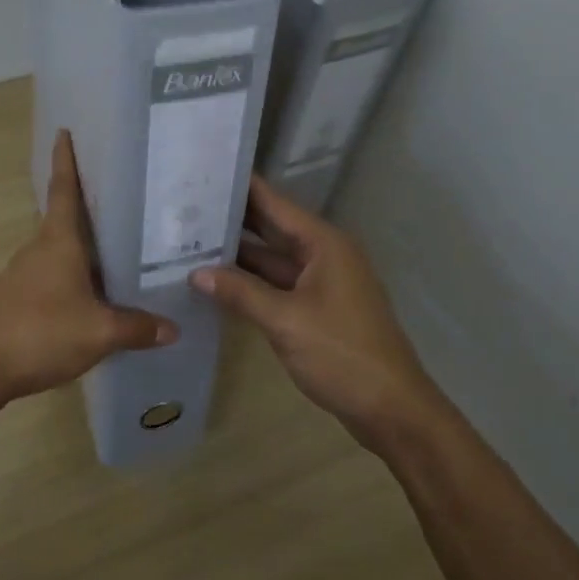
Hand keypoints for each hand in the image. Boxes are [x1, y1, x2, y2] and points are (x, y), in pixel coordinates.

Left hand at [0, 130, 177, 404]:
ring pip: (59, 252)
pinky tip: (91, 297)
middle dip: (89, 207)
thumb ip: (137, 328)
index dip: (66, 160)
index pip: (63, 189)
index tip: (64, 131)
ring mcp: (22, 275)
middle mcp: (38, 249)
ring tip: (118, 251)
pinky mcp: (15, 300)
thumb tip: (173, 328)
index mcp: (58, 241)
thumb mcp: (99, 333)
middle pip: (65, 219)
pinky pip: (52, 278)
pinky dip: (72, 277)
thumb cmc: (39, 332)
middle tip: (124, 199)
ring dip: (83, 248)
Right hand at [190, 175, 435, 447]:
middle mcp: (324, 254)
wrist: (391, 409)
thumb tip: (196, 273)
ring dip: (239, 254)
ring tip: (191, 240)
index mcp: (324, 244)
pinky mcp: (317, 309)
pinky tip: (218, 281)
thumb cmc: (342, 354)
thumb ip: (240, 293)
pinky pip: (278, 285)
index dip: (243, 187)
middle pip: (273, 228)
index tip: (206, 171)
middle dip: (234, 219)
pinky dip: (251, 282)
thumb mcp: (285, 320)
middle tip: (187, 206)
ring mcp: (322, 283)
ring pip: (273, 259)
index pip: (275, 203)